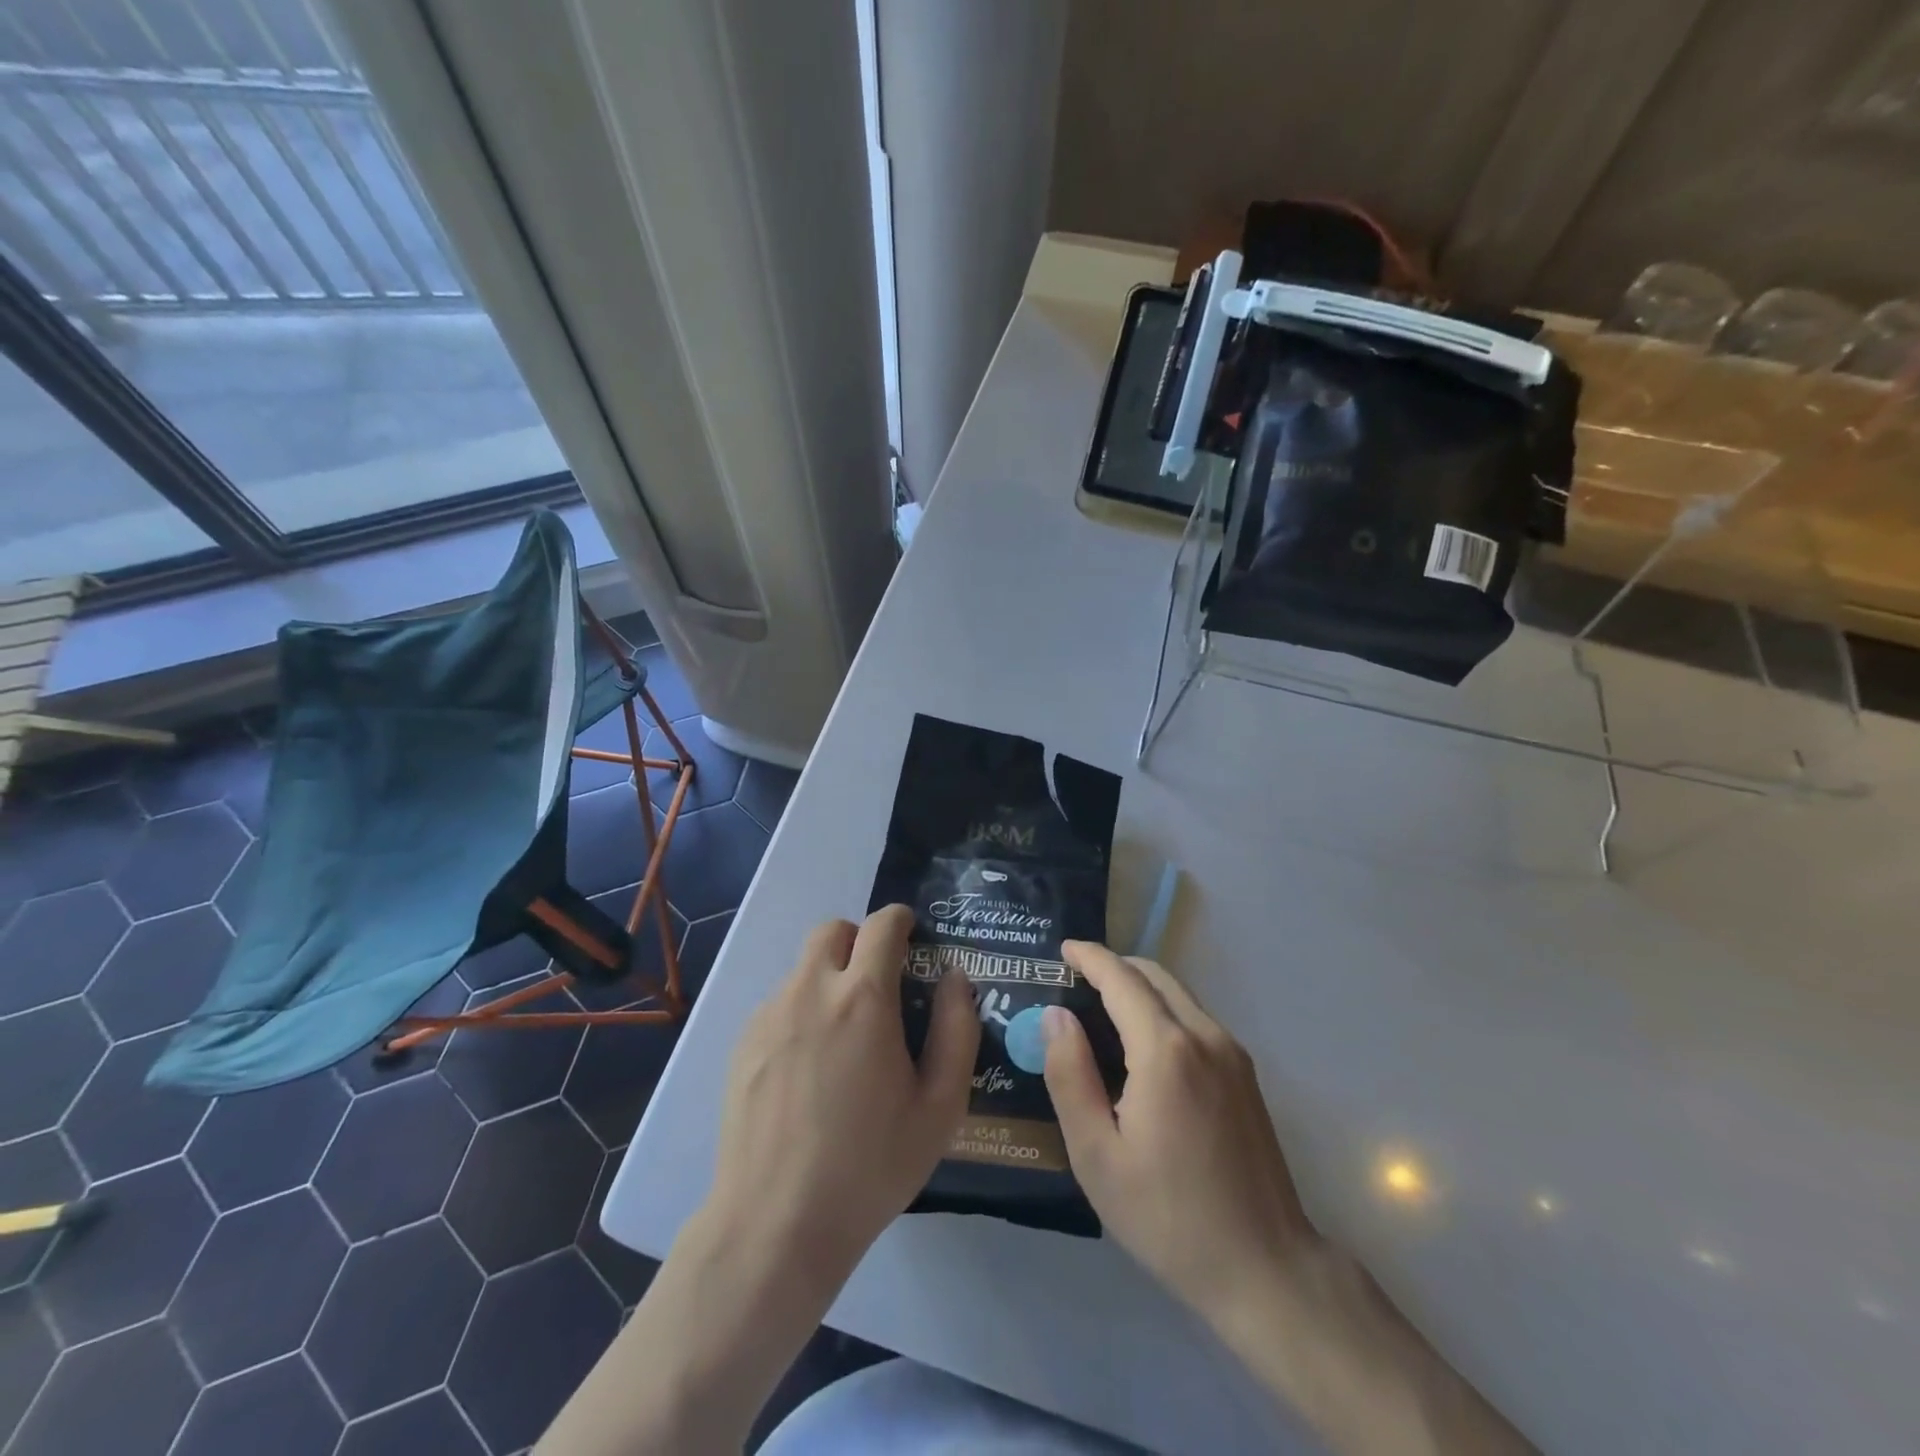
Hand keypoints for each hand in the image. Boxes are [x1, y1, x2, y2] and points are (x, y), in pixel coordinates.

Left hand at [706, 905, 978, 1274]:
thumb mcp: (940, 1106)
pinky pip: (779, 1003)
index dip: (902, 921)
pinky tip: (809, 1070)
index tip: (913, 940)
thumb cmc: (869, 1165)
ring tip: (844, 1038)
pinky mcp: (742, 1043)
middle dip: (860, 942)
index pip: (882, 924)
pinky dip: (801, 1011)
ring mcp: (769, 1014)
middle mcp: (810, 990)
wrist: (775, 1224)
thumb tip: (955, 977)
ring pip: (804, 968)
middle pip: (833, 930)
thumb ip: (957, 1029)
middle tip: (879, 985)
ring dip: (829, 978)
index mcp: (863, 998)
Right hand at [1041, 940, 1315, 1325]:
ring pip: (1178, 994)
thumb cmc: (1168, 1216)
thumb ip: (1070, 1075)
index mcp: (1165, 1050)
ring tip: (1102, 1008)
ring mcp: (1232, 1053)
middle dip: (1113, 966)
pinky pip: (1196, 1018)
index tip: (1063, 949)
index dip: (1090, 957)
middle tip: (1075, 980)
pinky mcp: (1246, 1074)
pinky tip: (1142, 1044)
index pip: (1121, 978)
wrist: (1266, 1268)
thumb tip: (1056, 1016)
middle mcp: (1204, 1035)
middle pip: (1154, 975)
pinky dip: (1163, 1009)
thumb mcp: (1096, 1154)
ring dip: (1139, 987)